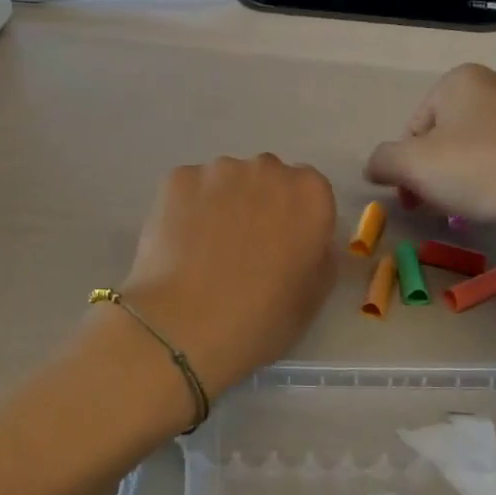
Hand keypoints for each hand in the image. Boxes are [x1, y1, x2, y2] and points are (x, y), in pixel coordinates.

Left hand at [118, 155, 337, 399]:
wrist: (186, 325)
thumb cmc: (262, 317)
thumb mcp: (314, 294)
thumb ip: (318, 252)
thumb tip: (303, 239)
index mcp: (310, 193)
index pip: (309, 191)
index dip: (296, 219)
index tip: (283, 246)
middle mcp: (267, 168)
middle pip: (267, 178)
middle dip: (260, 202)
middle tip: (243, 247)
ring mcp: (218, 170)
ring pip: (225, 180)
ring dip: (222, 202)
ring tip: (205, 248)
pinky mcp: (177, 178)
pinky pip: (189, 188)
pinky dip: (187, 208)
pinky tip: (179, 243)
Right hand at [365, 64, 495, 248]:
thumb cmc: (482, 169)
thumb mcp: (413, 167)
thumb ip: (383, 161)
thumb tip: (375, 165)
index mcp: (460, 79)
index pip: (414, 128)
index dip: (406, 168)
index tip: (414, 200)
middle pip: (449, 134)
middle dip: (438, 171)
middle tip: (442, 206)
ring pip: (483, 144)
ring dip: (470, 174)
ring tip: (477, 207)